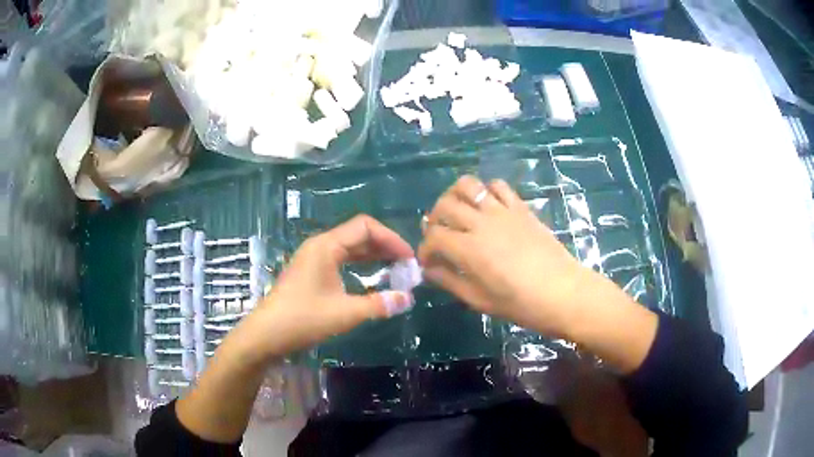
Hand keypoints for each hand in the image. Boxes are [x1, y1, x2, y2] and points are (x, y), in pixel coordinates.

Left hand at [238, 215, 414, 357]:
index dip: (391, 238)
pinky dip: (360, 264)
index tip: (409, 258)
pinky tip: (372, 276)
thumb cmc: (303, 319)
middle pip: (359, 234)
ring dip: (374, 255)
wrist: (266, 334)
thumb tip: (407, 299)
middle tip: (407, 265)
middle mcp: (320, 245)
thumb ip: (378, 304)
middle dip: (385, 246)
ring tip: (396, 269)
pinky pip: (342, 259)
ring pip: (350, 247)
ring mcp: (314, 258)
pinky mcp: (312, 271)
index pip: (366, 227)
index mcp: (326, 246)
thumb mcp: (345, 313)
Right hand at [418, 175, 594, 336]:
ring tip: (457, 211)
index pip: (434, 237)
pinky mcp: (520, 207)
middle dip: (434, 219)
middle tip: (439, 234)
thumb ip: (450, 281)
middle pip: (445, 205)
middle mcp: (481, 223)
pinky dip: (486, 190)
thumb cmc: (521, 304)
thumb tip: (429, 270)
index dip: (425, 248)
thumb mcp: (480, 300)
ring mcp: (502, 211)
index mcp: (469, 249)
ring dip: (455, 195)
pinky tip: (487, 206)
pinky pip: (498, 186)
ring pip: (469, 185)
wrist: (563, 292)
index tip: (428, 261)